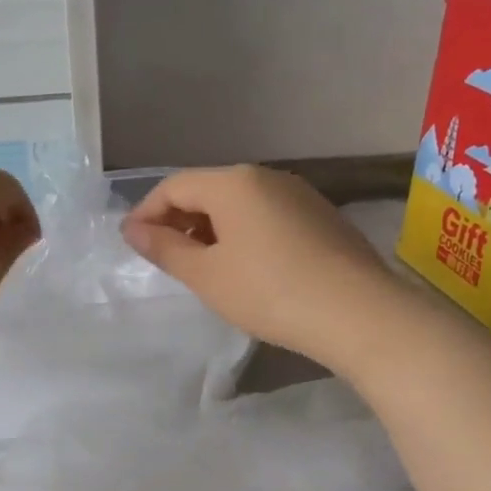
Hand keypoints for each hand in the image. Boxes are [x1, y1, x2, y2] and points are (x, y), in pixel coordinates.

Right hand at [122, 165, 400, 370]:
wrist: (358, 313)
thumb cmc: (269, 292)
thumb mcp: (207, 275)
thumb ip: (165, 248)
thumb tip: (132, 229)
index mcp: (233, 183)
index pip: (174, 186)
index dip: (147, 213)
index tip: (133, 245)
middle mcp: (266, 177)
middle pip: (208, 190)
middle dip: (179, 221)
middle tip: (165, 259)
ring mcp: (299, 195)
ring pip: (239, 204)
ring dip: (211, 230)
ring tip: (203, 268)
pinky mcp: (321, 217)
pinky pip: (266, 216)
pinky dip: (243, 235)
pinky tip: (246, 269)